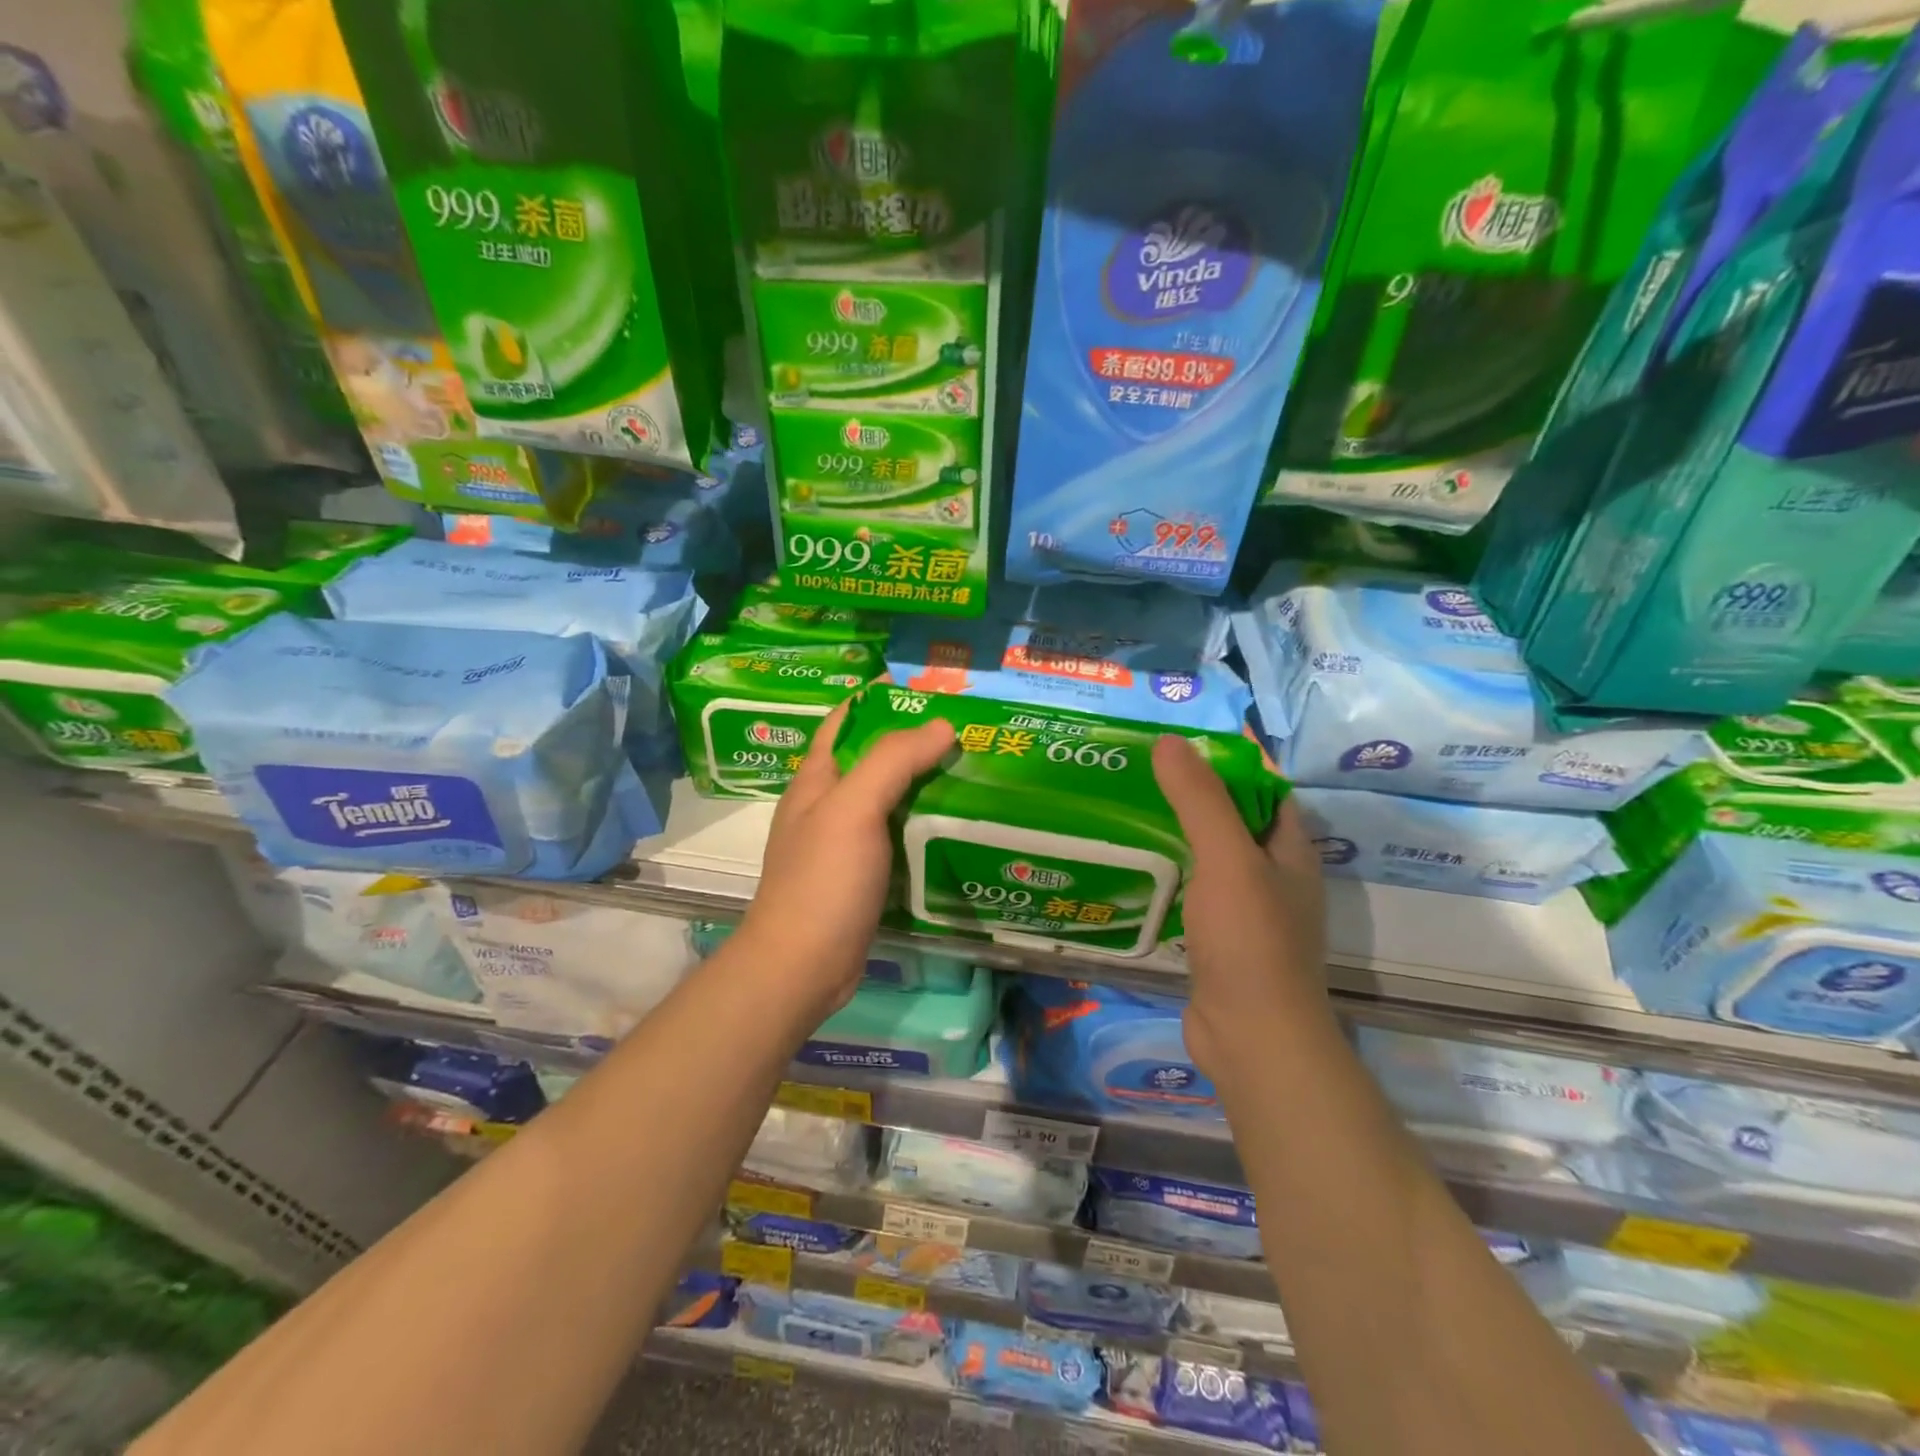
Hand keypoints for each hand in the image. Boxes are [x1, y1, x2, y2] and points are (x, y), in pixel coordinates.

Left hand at [735, 703, 954, 1024]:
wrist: (802, 967)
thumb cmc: (822, 880)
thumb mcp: (852, 809)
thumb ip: (893, 761)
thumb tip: (942, 723)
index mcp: (819, 778)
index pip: (849, 719)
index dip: (884, 698)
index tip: (932, 688)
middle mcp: (831, 804)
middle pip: (877, 758)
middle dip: (918, 740)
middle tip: (971, 730)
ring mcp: (848, 842)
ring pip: (893, 798)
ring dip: (928, 783)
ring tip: (978, 770)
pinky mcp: (867, 874)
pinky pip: (902, 836)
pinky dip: (928, 824)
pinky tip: (962, 824)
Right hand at [1151, 735, 1329, 1080]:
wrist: (1252, 1037)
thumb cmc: (1250, 940)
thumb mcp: (1227, 859)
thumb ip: (1200, 800)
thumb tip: (1169, 741)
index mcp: (1290, 850)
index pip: (1263, 788)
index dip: (1228, 761)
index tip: (1178, 742)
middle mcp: (1274, 876)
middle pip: (1234, 820)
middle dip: (1194, 794)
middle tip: (1141, 771)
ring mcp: (1248, 911)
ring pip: (1211, 857)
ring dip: (1179, 833)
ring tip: (1129, 807)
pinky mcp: (1220, 939)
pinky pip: (1195, 890)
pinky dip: (1171, 872)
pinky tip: (1136, 865)